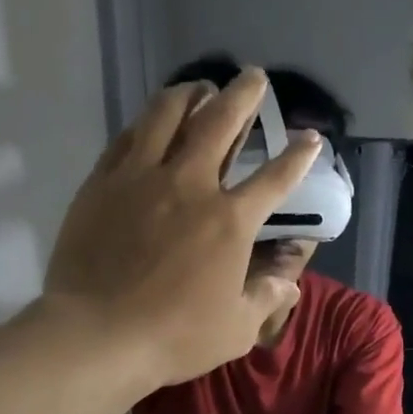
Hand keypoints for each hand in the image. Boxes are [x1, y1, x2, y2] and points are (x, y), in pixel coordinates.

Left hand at [41, 67, 321, 386]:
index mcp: (230, 223)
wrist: (101, 332)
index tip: (311, 137)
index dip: (296, 157)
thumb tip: (290, 284)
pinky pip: (129, 137)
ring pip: (167, 116)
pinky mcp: (103, 182)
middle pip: (219, 124)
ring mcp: (141, 178)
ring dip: (190, 95)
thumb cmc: (179, 335)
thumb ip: (266, 298)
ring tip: (199, 87)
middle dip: (242, 97)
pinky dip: (147, 122)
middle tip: (253, 77)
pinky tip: (152, 120)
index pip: (273, 180)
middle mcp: (190, 186)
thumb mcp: (237, 328)